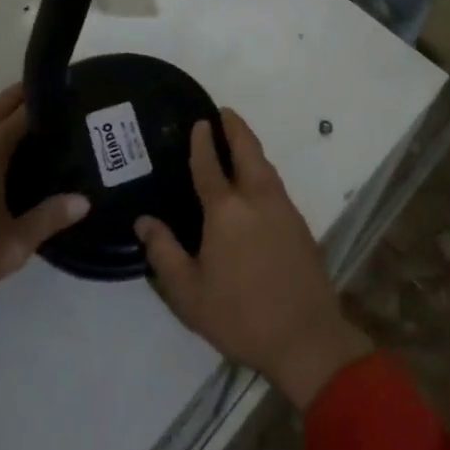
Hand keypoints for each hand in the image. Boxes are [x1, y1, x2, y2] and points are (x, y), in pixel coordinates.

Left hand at [0, 85, 88, 336]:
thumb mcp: (12, 245)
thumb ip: (48, 219)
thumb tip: (84, 200)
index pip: (23, 112)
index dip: (47, 98)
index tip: (73, 91)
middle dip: (26, 94)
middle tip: (58, 96)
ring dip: (5, 110)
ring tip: (35, 118)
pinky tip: (3, 149)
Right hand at [136, 109, 372, 410]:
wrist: (305, 336)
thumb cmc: (239, 315)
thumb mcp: (189, 293)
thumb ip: (164, 253)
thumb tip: (144, 221)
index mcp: (226, 210)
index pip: (210, 165)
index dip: (202, 142)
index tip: (199, 121)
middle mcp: (257, 198)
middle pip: (247, 150)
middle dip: (235, 128)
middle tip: (223, 113)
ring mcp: (282, 207)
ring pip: (265, 164)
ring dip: (250, 146)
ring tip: (237, 139)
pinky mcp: (299, 222)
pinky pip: (275, 182)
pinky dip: (262, 168)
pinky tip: (255, 179)